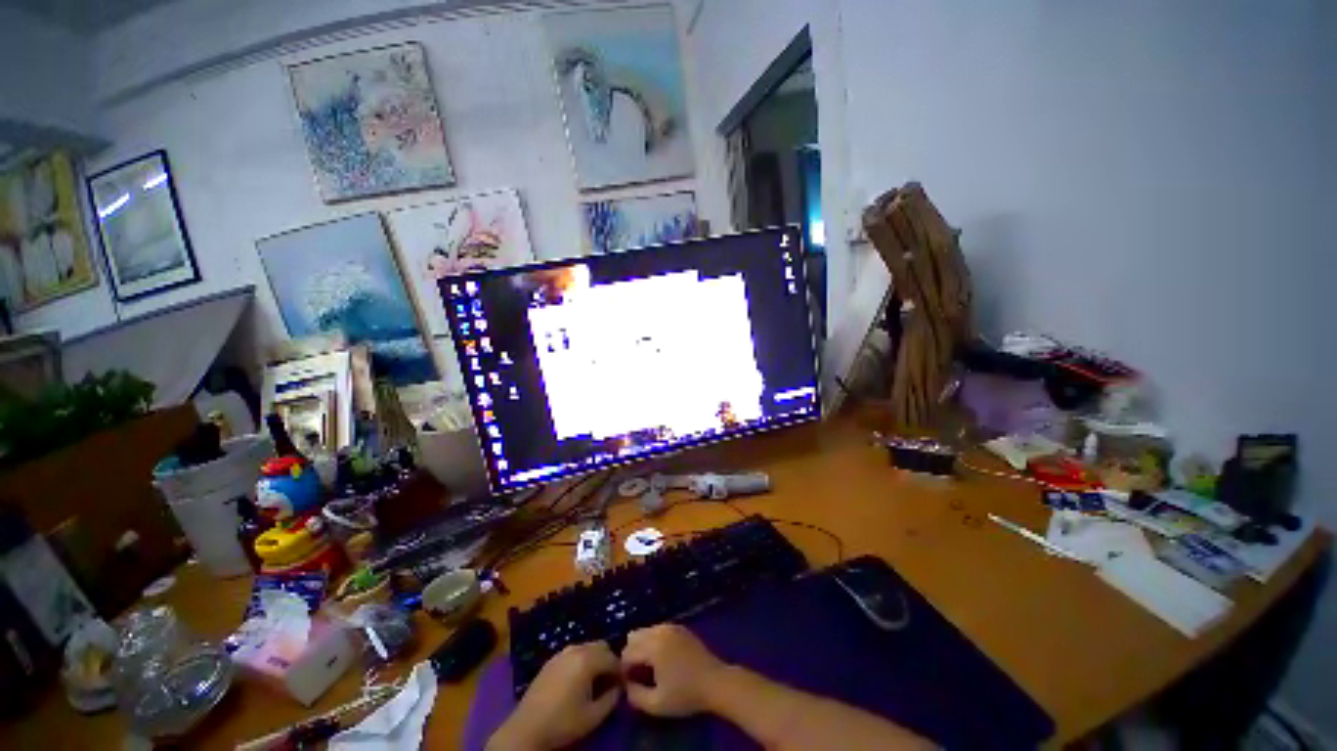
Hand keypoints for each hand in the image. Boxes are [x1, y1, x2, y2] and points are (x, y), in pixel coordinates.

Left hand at [488, 641, 620, 750]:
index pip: (613, 659)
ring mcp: (562, 652)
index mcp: (587, 660)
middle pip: (601, 647)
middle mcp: (576, 649)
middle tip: (611, 681)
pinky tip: (578, 679)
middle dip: (609, 661)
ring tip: (596, 681)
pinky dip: (582, 660)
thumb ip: (612, 699)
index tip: (624, 684)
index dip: (621, 671)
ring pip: (587, 648)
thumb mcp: (593, 716)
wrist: (526, 728)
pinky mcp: (551, 660)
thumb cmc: (562, 723)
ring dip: (595, 659)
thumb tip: (619, 688)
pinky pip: (574, 653)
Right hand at [620, 624, 726, 716]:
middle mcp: (660, 631)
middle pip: (633, 636)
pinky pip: (658, 629)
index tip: (630, 683)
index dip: (624, 669)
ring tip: (650, 666)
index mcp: (653, 646)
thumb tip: (626, 685)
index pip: (627, 653)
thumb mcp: (657, 704)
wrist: (715, 682)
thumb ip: (635, 696)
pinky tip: (662, 658)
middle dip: (631, 653)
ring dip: (642, 646)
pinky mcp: (680, 627)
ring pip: (645, 630)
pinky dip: (654, 640)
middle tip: (639, 673)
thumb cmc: (686, 695)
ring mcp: (671, 626)